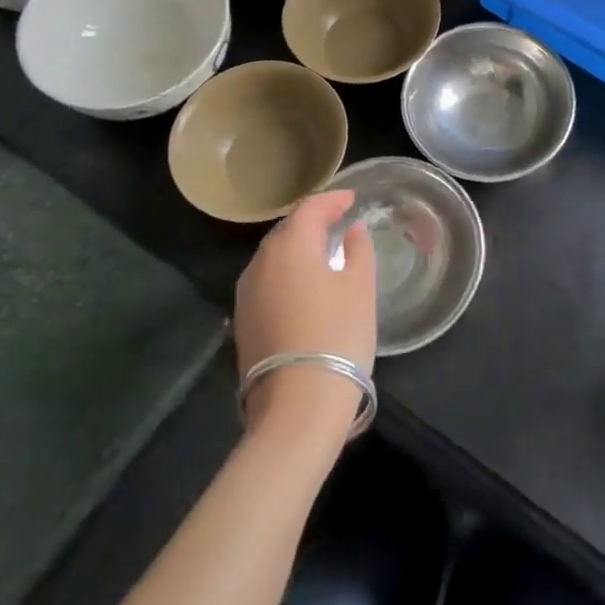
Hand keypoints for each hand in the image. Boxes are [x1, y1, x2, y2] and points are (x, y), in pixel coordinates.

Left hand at [234, 190, 375, 441]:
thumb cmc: (338, 335)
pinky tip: (305, 285)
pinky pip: (268, 282)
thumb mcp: (360, 287)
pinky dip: (287, 272)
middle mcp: (261, 263)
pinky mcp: (244, 323)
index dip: (332, 200)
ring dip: (298, 248)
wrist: (298, 406)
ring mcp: (247, 295)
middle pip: (287, 230)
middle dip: (313, 221)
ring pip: (274, 257)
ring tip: (324, 251)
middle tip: (338, 221)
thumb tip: (352, 230)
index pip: (309, 209)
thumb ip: (358, 250)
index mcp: (290, 247)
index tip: (352, 198)